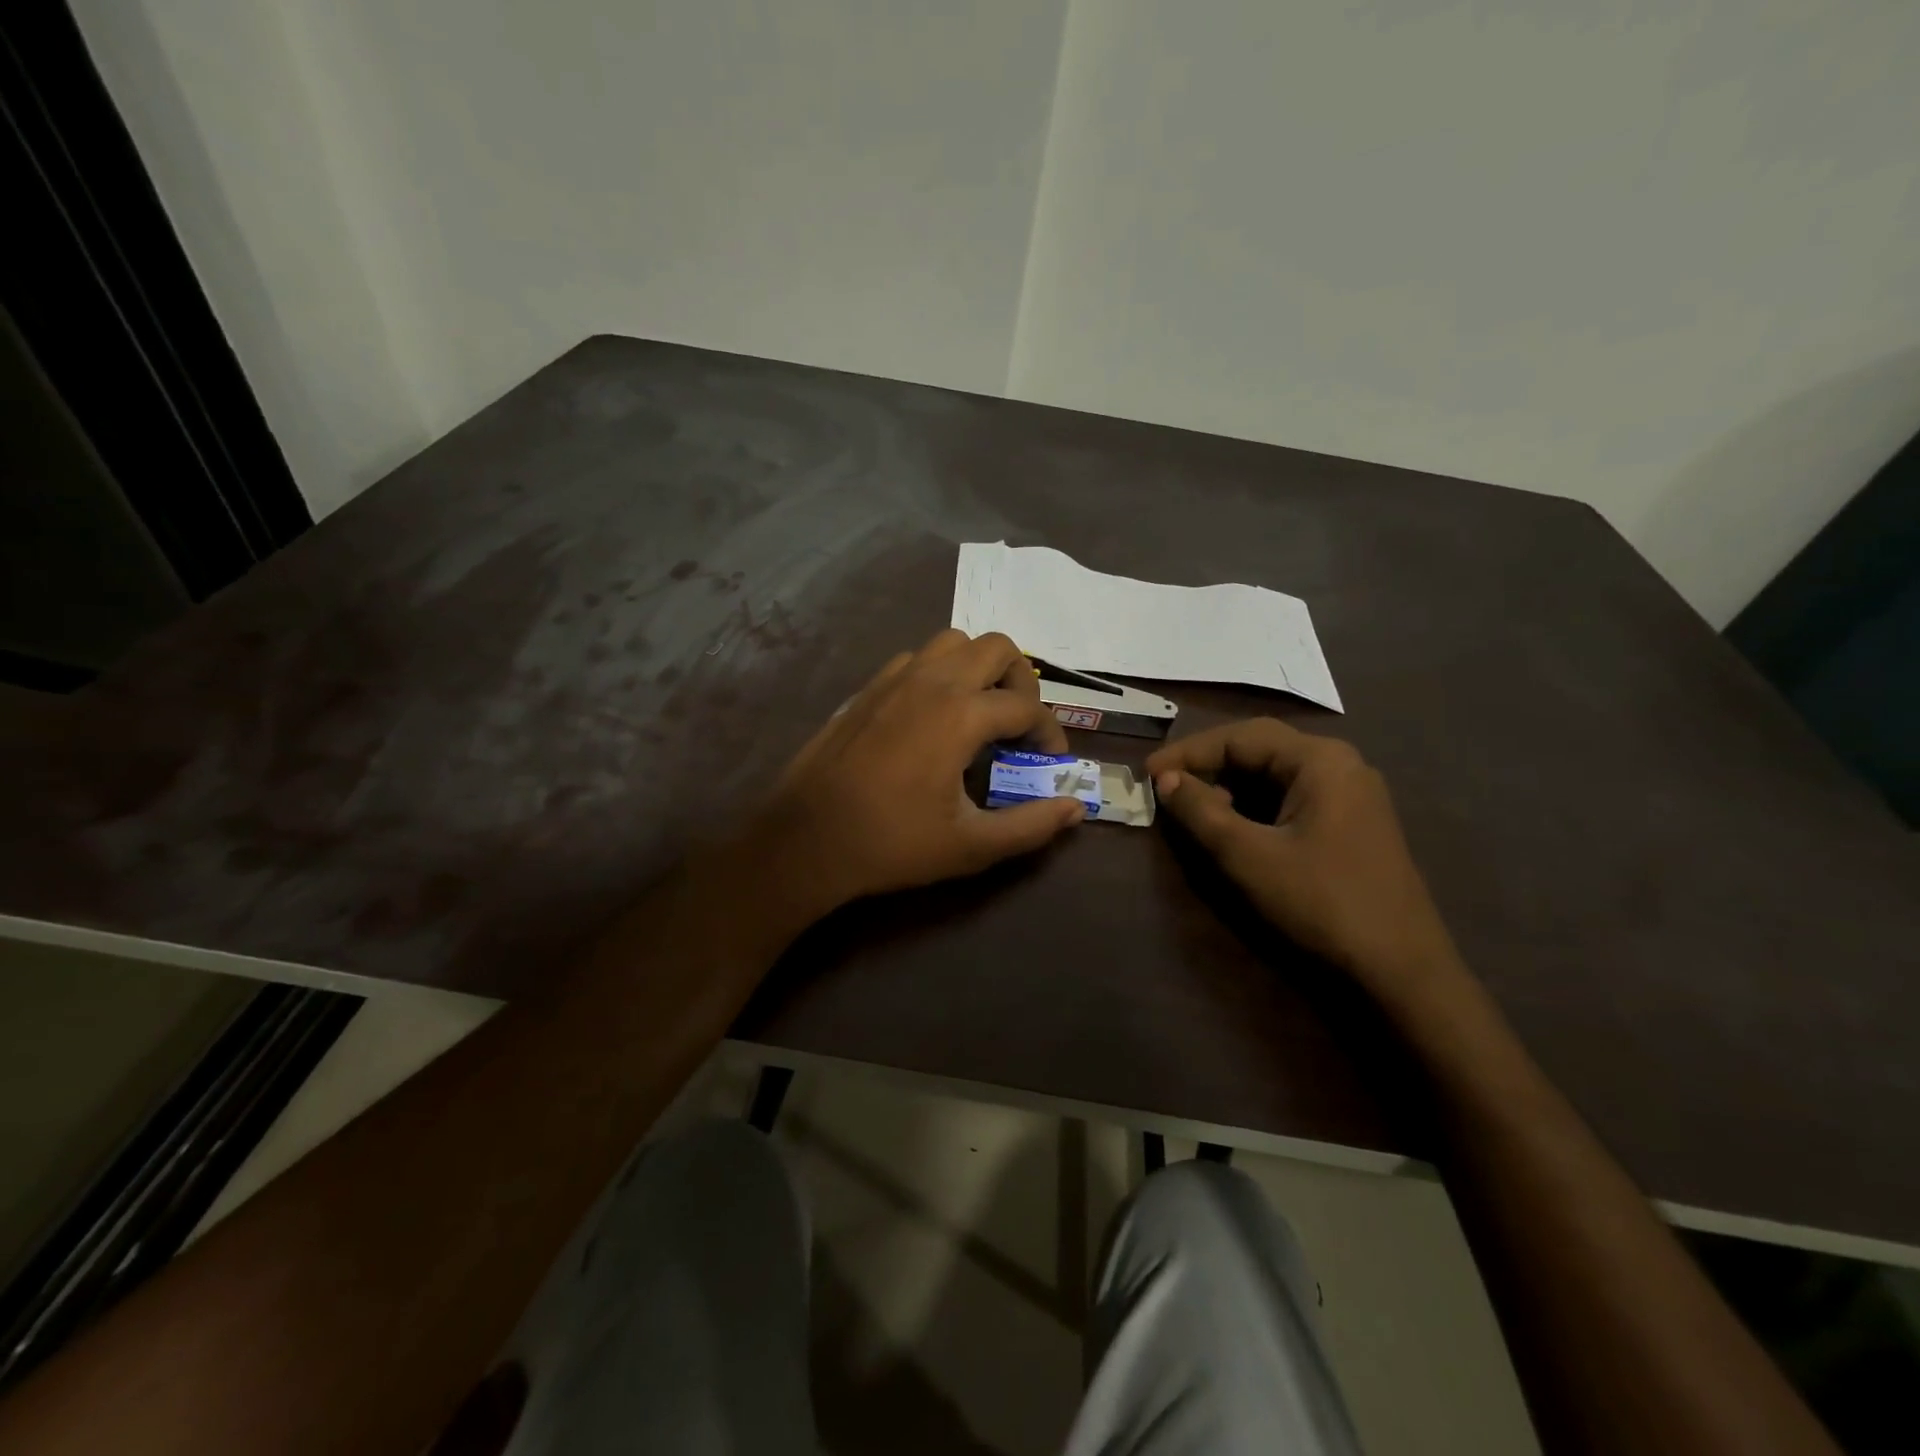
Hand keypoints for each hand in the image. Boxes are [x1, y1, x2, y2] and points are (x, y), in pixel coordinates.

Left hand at [759, 629, 1084, 911]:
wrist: (807, 839)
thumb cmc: (892, 844)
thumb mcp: (971, 846)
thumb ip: (1031, 826)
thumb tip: (1075, 809)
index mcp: (960, 715)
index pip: (1027, 706)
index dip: (1050, 733)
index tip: (1049, 761)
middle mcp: (931, 682)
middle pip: (997, 647)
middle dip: (1021, 681)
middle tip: (1018, 725)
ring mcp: (894, 679)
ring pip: (953, 643)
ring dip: (978, 668)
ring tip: (979, 713)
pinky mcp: (868, 688)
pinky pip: (916, 659)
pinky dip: (939, 674)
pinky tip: (933, 718)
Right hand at [1146, 719, 1458, 989]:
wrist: (1401, 970)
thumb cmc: (1321, 902)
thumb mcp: (1248, 856)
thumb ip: (1202, 811)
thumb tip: (1166, 780)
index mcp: (1321, 760)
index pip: (1240, 737)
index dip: (1188, 752)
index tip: (1147, 773)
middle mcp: (1340, 765)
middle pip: (1260, 748)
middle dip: (1209, 765)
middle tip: (1165, 785)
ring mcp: (1351, 795)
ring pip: (1275, 774)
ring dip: (1230, 785)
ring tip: (1192, 807)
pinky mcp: (1351, 823)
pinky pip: (1291, 797)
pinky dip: (1254, 805)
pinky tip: (1233, 827)